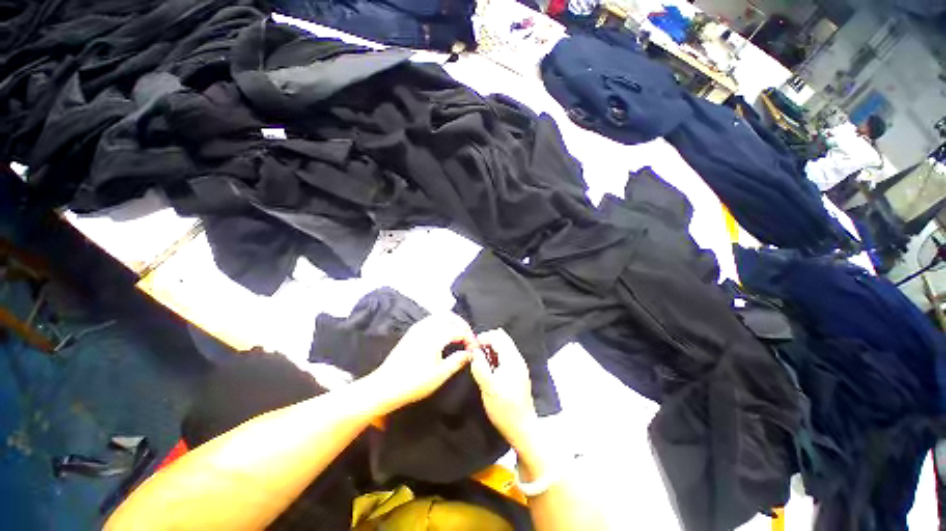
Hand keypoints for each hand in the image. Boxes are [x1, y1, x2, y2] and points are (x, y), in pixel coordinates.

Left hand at [368, 312, 475, 409]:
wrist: (385, 385)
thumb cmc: (414, 382)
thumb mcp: (440, 375)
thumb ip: (457, 360)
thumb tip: (470, 353)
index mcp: (435, 336)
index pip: (458, 330)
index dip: (469, 338)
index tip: (475, 348)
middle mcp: (427, 326)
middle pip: (449, 316)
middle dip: (462, 324)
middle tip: (468, 338)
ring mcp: (418, 327)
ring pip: (440, 316)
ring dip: (452, 322)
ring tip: (458, 335)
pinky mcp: (412, 331)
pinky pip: (431, 319)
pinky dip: (442, 323)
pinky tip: (444, 335)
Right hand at [470, 329, 539, 455]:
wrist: (523, 429)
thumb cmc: (505, 409)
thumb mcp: (488, 387)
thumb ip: (480, 366)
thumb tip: (474, 350)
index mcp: (512, 359)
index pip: (498, 336)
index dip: (483, 337)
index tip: (471, 346)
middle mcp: (517, 359)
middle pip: (502, 338)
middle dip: (487, 340)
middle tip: (474, 351)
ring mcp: (519, 366)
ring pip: (503, 346)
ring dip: (490, 348)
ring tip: (479, 359)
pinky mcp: (517, 374)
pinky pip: (505, 356)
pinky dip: (495, 356)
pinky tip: (488, 367)